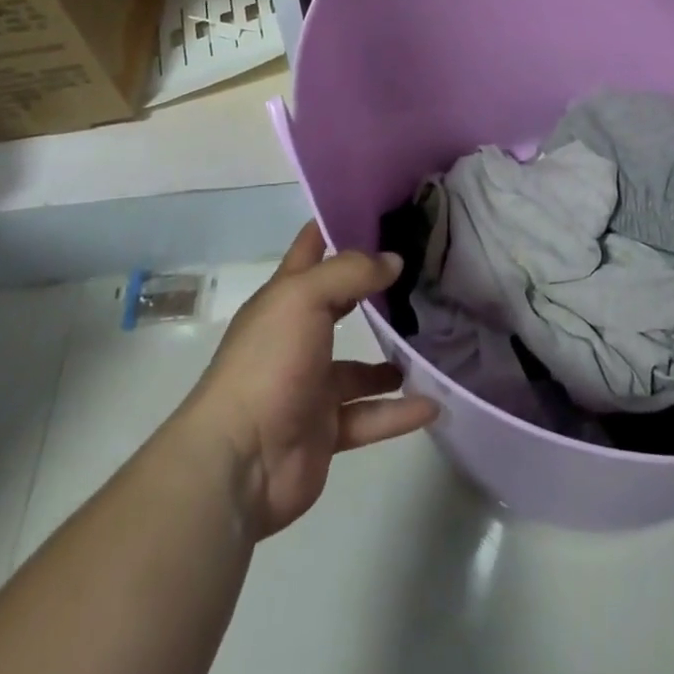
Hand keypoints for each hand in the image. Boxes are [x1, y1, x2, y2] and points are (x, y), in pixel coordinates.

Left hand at [181, 222, 438, 539]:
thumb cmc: (268, 363)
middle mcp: (296, 338)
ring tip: (431, 343)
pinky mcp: (326, 431)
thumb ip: (351, 273)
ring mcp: (310, 387)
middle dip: (373, 290)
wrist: (240, 463)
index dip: (336, 225)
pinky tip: (433, 403)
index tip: (379, 210)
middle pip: (339, 304)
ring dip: (392, 359)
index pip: (310, 250)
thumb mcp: (305, 298)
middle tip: (420, 272)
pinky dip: (399, 412)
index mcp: (283, 300)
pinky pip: (370, 417)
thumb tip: (393, 261)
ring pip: (359, 369)